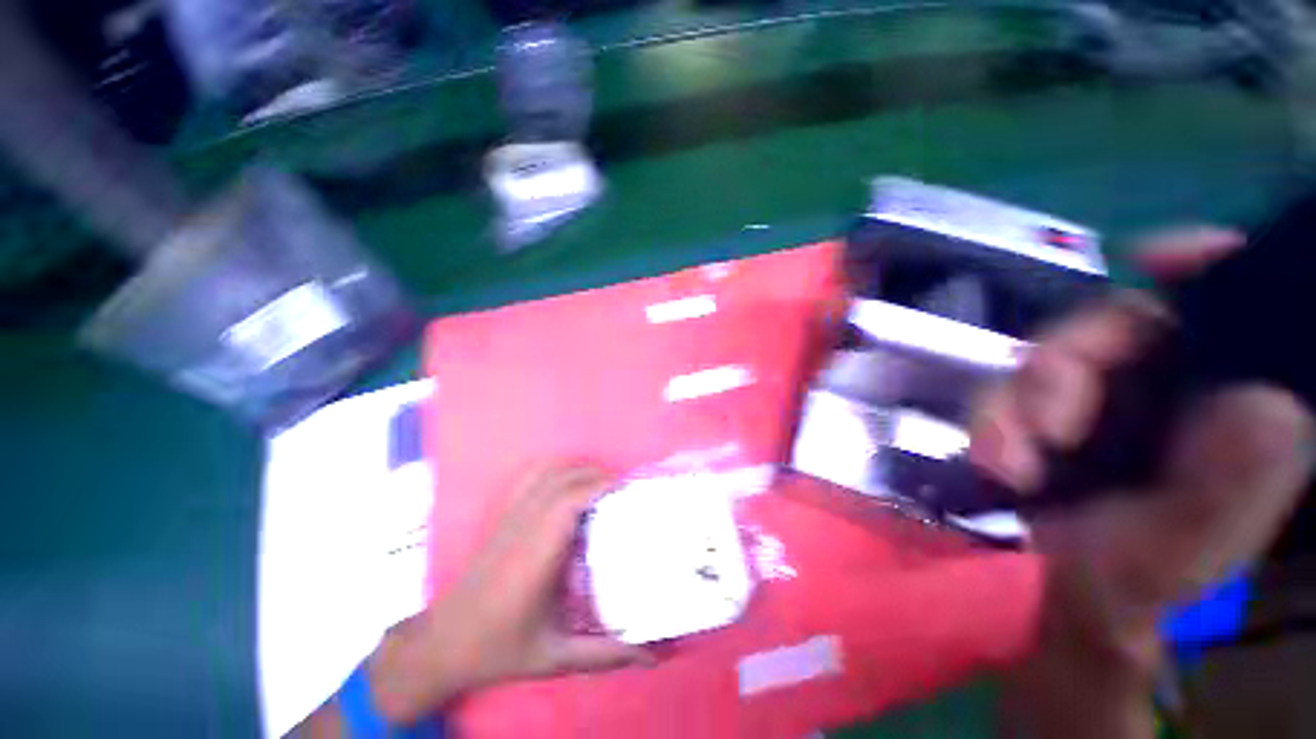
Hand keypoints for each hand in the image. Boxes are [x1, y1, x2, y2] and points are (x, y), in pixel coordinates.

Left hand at [368, 464, 652, 723]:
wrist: (444, 643)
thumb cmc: (500, 648)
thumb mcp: (556, 657)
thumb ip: (605, 655)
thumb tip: (650, 656)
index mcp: (537, 555)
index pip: (570, 501)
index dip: (601, 487)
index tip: (628, 491)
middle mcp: (523, 527)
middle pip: (563, 480)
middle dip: (597, 477)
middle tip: (622, 492)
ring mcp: (510, 517)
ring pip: (547, 473)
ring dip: (577, 471)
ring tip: (600, 485)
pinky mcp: (502, 516)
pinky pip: (530, 478)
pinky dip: (555, 470)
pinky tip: (568, 483)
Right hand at [971, 227, 1315, 737]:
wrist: (1044, 606)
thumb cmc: (1123, 592)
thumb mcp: (1181, 551)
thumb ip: (1231, 486)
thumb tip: (1260, 400)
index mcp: (1223, 410)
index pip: (1227, 309)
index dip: (1204, 268)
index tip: (1161, 257)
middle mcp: (1167, 393)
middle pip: (1117, 327)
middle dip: (1067, 362)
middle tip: (1044, 424)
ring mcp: (1100, 403)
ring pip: (1051, 360)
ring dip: (1016, 402)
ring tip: (1003, 461)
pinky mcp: (1043, 417)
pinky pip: (1012, 391)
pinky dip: (995, 417)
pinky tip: (993, 459)